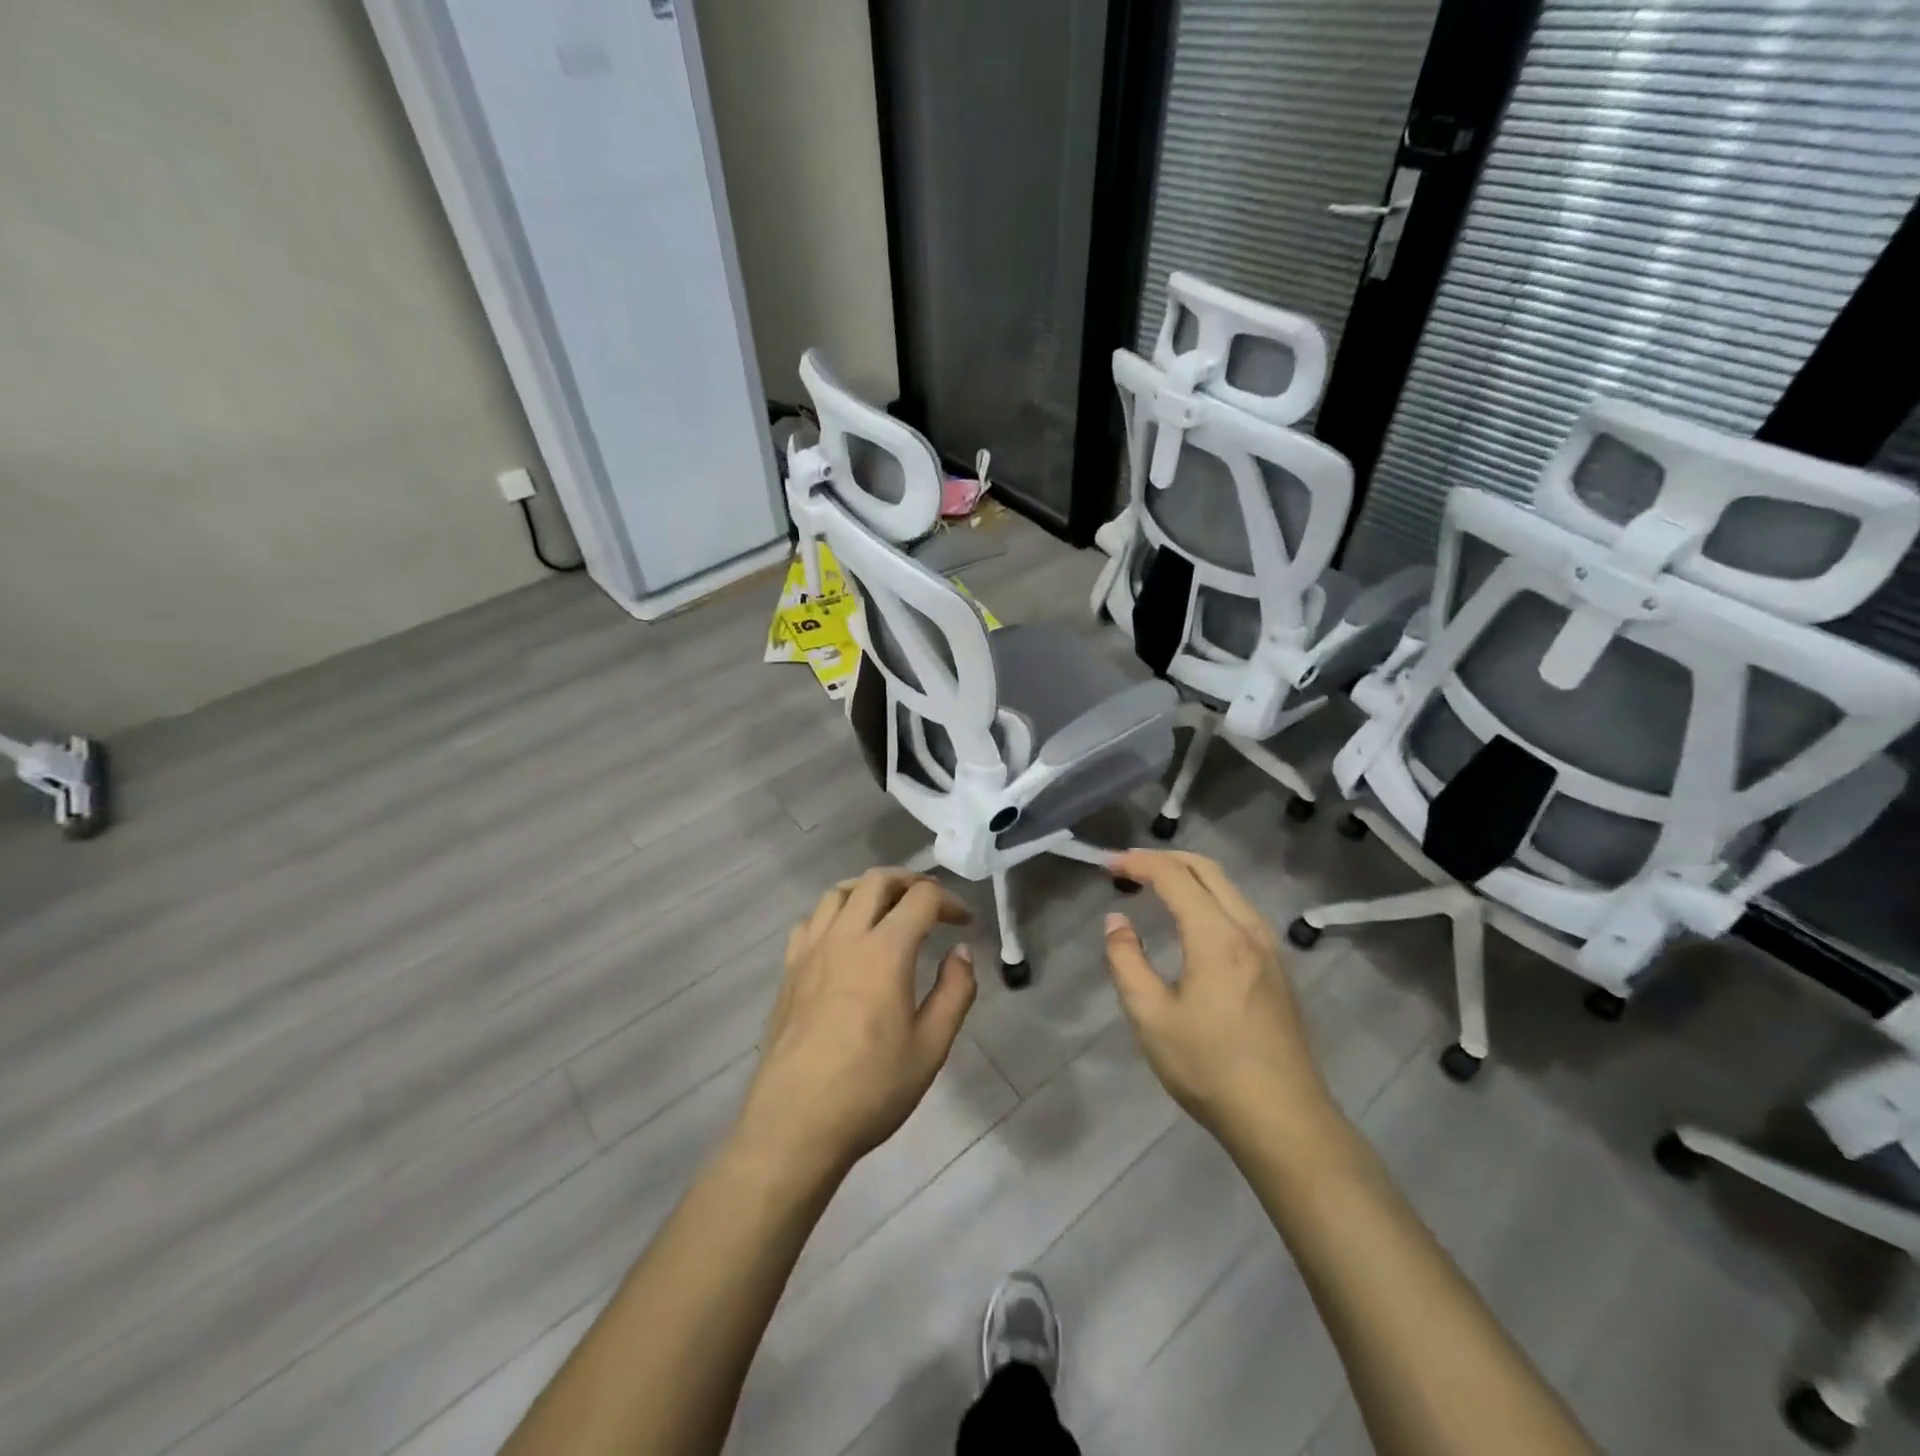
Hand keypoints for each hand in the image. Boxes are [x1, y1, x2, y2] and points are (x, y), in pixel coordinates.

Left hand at [735, 868, 976, 1182]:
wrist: (796, 1123)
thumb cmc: (871, 1088)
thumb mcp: (931, 1047)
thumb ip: (955, 992)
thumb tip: (962, 952)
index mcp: (885, 951)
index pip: (921, 899)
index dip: (949, 901)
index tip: (964, 923)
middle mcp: (846, 937)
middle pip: (876, 880)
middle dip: (909, 881)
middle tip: (930, 903)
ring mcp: (811, 951)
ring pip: (838, 892)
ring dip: (869, 890)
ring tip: (888, 911)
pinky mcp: (789, 970)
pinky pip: (811, 921)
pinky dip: (834, 914)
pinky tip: (844, 939)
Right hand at [1102, 850, 1333, 1146]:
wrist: (1284, 1119)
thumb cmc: (1209, 1068)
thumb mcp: (1151, 1017)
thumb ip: (1127, 961)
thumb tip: (1116, 921)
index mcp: (1216, 936)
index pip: (1174, 877)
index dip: (1138, 863)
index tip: (1108, 865)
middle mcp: (1248, 930)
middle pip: (1207, 869)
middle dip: (1164, 858)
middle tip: (1128, 867)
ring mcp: (1269, 948)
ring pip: (1228, 888)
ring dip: (1189, 875)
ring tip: (1154, 886)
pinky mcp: (1278, 968)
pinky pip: (1239, 910)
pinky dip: (1209, 896)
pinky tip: (1192, 920)